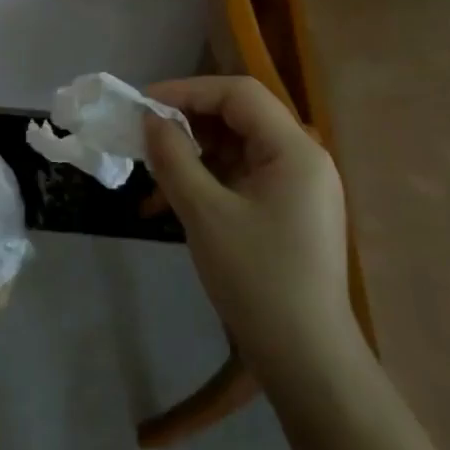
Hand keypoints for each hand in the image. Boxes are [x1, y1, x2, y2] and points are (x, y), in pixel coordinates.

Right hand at [142, 76, 357, 373]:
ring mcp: (298, 187)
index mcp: (294, 150)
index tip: (143, 105)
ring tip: (151, 180)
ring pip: (236, 150)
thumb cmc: (256, 278)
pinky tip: (170, 205)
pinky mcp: (288, 212)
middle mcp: (303, 159)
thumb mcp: (205, 213)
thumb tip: (150, 120)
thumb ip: (174, 158)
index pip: (238, 93)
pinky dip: (207, 183)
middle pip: (238, 118)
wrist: (306, 358)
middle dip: (186, 126)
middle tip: (143, 140)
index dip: (187, 91)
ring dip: (192, 158)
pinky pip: (242, 179)